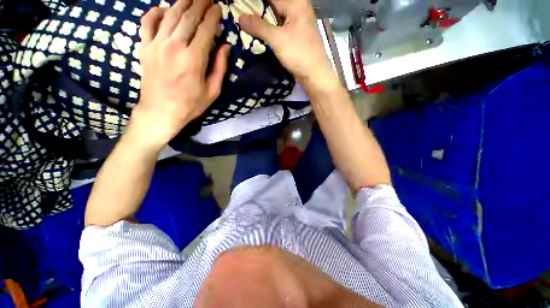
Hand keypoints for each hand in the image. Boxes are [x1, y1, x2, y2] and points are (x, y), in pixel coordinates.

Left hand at [131, 0, 229, 148]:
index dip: (213, 16)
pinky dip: (155, 11)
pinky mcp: (144, 46)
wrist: (161, 111)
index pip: (205, 28)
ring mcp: (156, 44)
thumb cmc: (191, 104)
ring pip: (170, 14)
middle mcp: (174, 45)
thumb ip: (220, 67)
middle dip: (200, 3)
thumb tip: (225, 46)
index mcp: (194, 58)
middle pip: (188, 16)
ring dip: (182, 2)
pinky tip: (163, 8)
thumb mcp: (213, 91)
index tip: (219, 8)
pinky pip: (147, 21)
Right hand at [239, 0, 338, 89]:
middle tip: (243, 18)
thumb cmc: (299, 54)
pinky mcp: (297, 36)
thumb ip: (259, 26)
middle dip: (258, 12)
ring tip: (248, 26)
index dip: (255, 3)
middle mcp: (298, 10)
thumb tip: (240, 17)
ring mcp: (298, 24)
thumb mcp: (278, 39)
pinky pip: (281, 29)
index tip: (242, 8)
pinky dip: (271, 31)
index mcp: (296, 4)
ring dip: (263, 23)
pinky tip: (261, 35)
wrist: (314, 74)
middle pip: (274, 6)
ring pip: (276, 18)